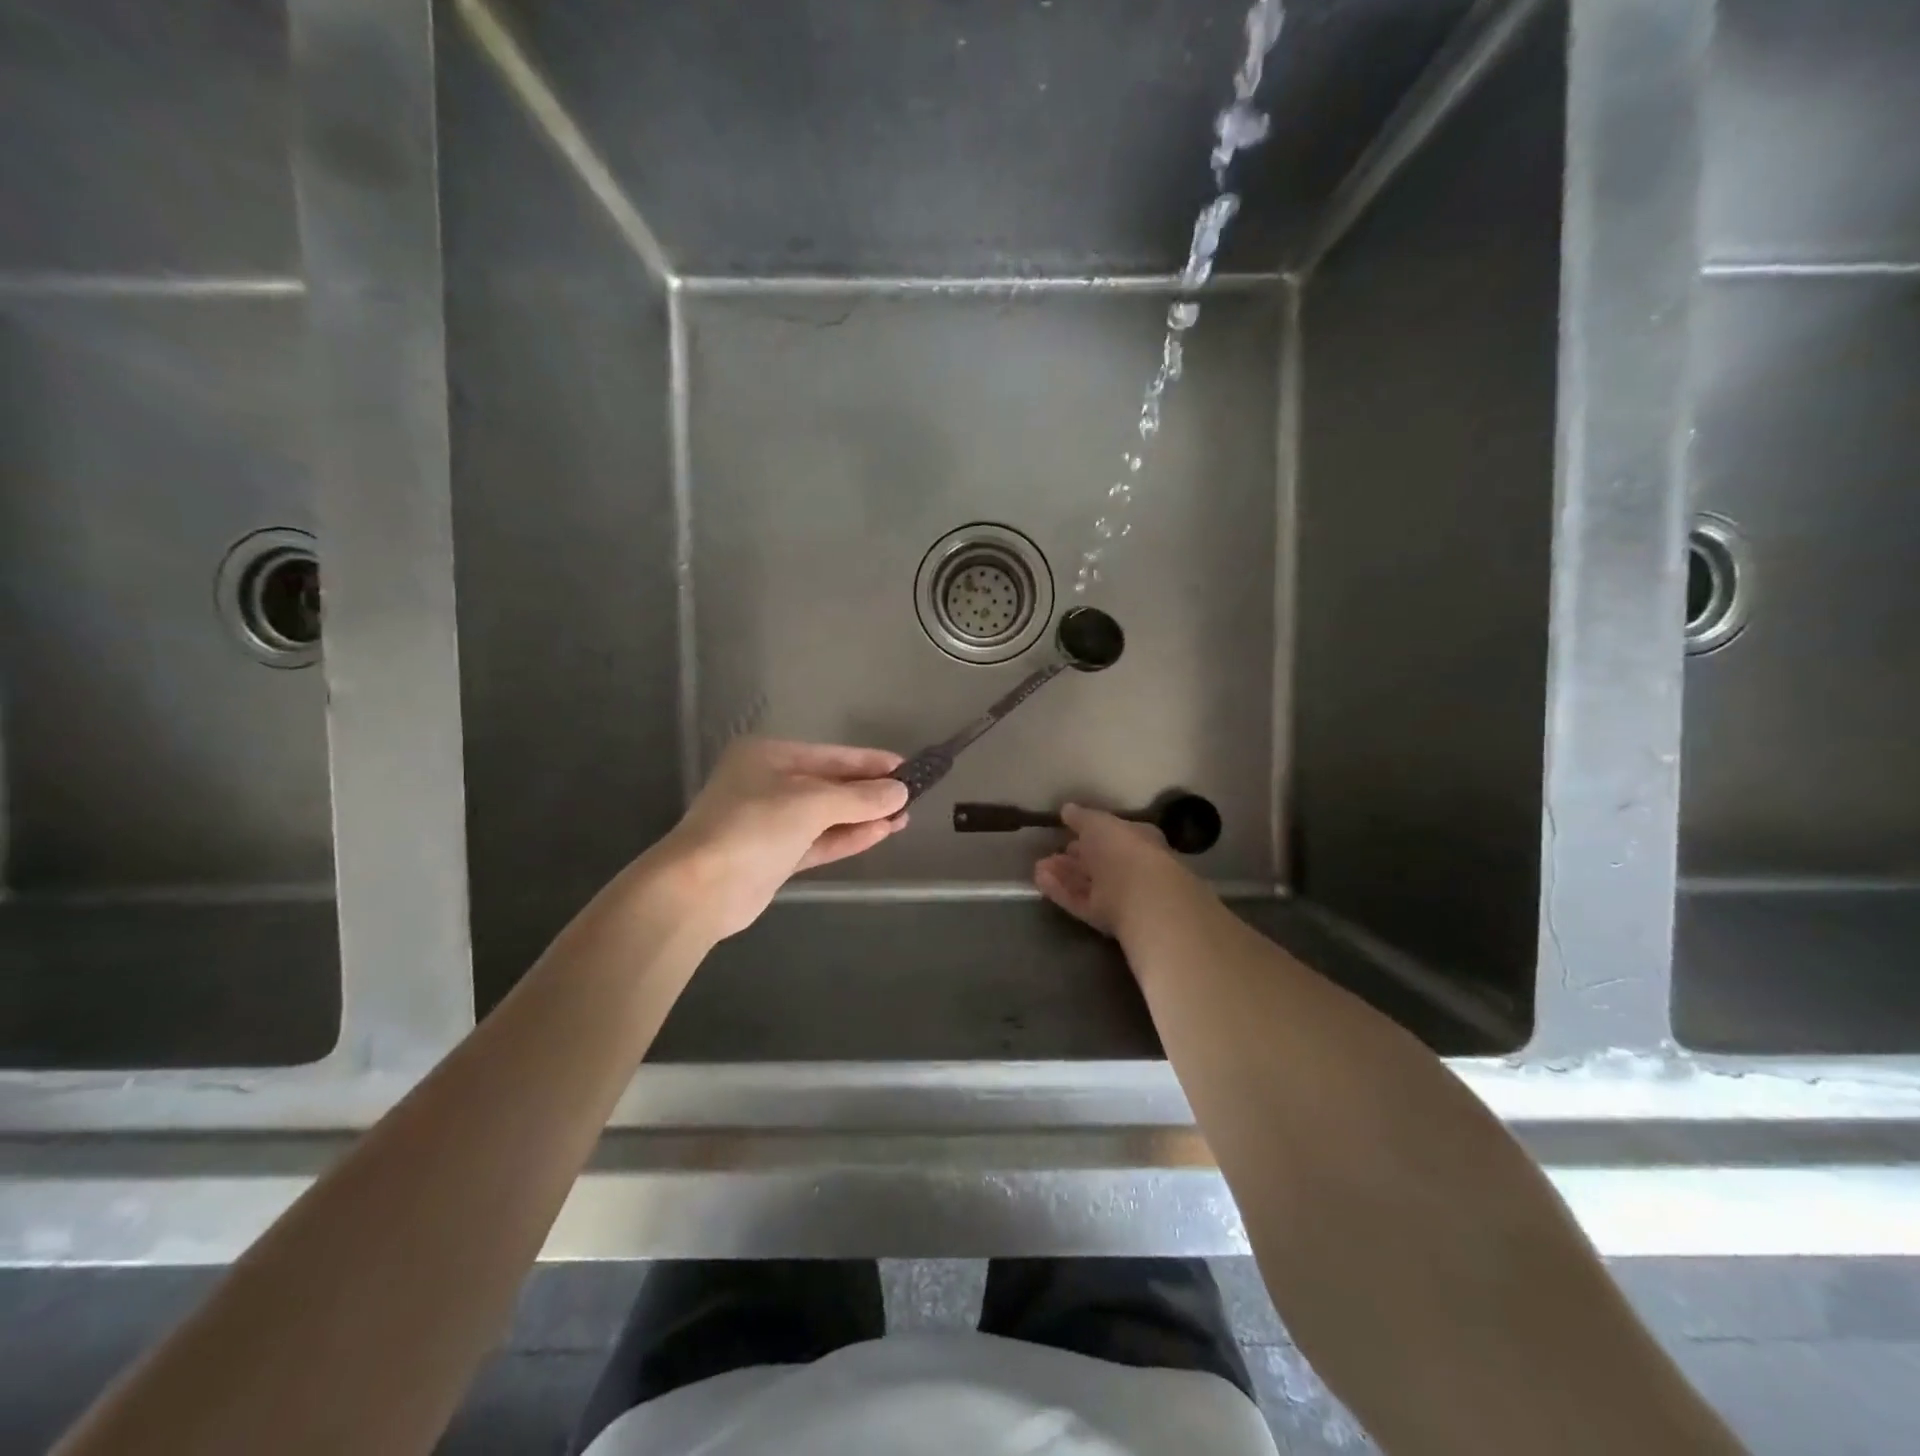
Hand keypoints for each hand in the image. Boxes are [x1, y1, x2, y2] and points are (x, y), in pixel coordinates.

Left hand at [658, 738, 909, 938]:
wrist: (701, 889)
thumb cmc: (754, 826)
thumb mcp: (812, 803)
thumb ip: (860, 798)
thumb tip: (900, 792)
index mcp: (768, 756)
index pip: (831, 755)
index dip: (870, 762)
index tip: (907, 767)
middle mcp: (768, 784)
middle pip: (830, 785)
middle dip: (869, 792)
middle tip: (912, 795)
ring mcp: (770, 823)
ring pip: (827, 816)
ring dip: (863, 817)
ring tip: (904, 817)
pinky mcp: (774, 857)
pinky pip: (819, 841)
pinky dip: (848, 838)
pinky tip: (881, 833)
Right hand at [1033, 803, 1196, 939]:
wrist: (1141, 898)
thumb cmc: (1123, 850)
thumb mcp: (1098, 823)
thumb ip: (1081, 817)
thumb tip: (1067, 809)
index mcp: (1138, 840)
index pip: (1113, 835)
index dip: (1090, 834)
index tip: (1067, 833)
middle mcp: (1131, 868)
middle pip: (1099, 862)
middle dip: (1073, 858)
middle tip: (1049, 855)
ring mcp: (1120, 895)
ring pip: (1087, 884)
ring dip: (1063, 875)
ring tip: (1038, 867)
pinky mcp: (1106, 918)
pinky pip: (1080, 901)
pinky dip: (1060, 891)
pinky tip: (1039, 881)